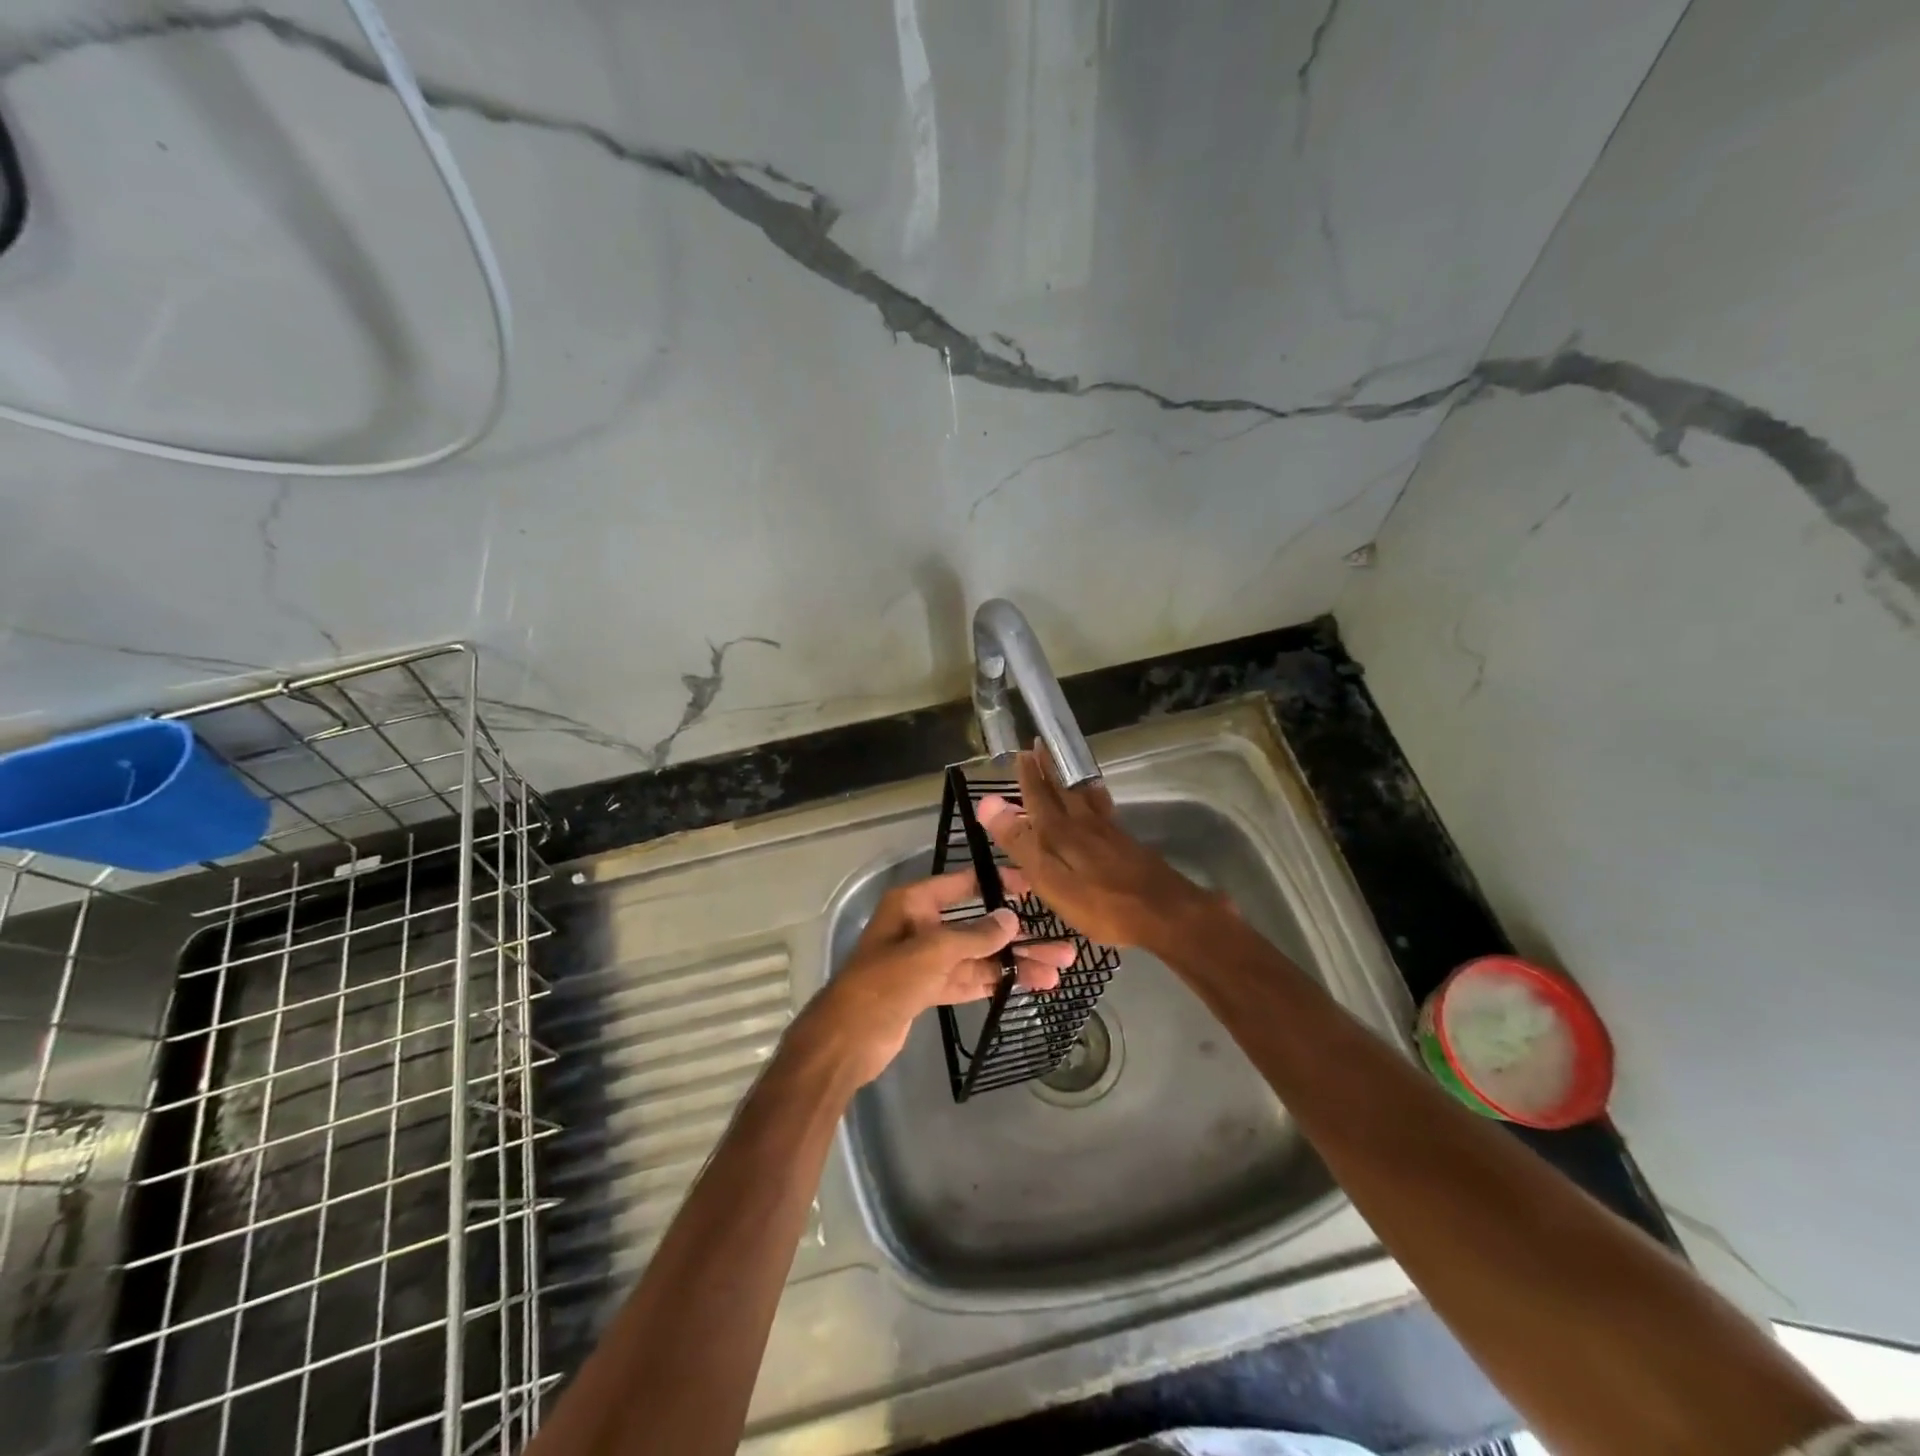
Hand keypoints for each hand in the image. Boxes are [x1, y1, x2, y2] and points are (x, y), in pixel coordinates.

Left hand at [799, 866, 1077, 1086]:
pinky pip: (969, 979)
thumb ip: (974, 935)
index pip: (963, 884)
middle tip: (1062, 946)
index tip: (1034, 887)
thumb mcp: (932, 952)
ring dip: (1014, 963)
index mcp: (914, 904)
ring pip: (978, 957)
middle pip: (978, 926)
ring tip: (1057, 971)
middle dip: (1018, 937)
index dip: (998, 883)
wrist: (846, 1040)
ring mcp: (926, 960)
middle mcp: (921, 926)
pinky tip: (1029, 985)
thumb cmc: (885, 983)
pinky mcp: (928, 990)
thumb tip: (1011, 920)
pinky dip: (995, 982)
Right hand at [976, 746, 1214, 948]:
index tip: (1021, 753)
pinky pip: (1103, 809)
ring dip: (1070, 779)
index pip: (1039, 797)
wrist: (1165, 914)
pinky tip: (1097, 802)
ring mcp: (1109, 833)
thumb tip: (989, 803)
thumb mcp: (1051, 879)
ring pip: (1085, 796)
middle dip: (1049, 769)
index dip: (1028, 777)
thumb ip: (1021, 842)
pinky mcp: (1126, 844)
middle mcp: (1085, 824)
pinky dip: (1093, 796)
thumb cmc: (1101, 904)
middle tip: (1040, 746)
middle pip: (1063, 790)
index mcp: (1061, 833)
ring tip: (1065, 765)